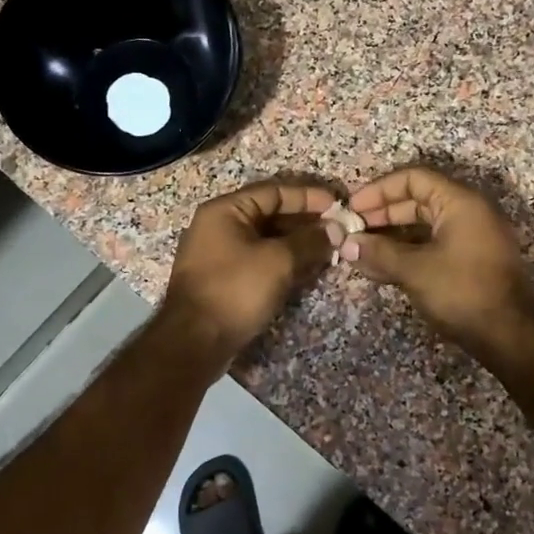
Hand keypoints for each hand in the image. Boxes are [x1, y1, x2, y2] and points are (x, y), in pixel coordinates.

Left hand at [161, 180, 337, 360]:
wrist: (195, 342)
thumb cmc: (236, 290)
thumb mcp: (278, 261)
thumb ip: (309, 241)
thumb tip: (336, 229)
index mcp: (225, 210)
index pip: (274, 191)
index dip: (308, 197)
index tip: (337, 205)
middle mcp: (218, 226)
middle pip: (269, 214)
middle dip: (305, 222)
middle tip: (338, 230)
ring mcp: (219, 255)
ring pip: (266, 240)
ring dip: (297, 244)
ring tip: (330, 250)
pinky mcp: (223, 280)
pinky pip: (259, 261)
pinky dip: (283, 262)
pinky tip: (307, 270)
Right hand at [343, 167, 533, 353]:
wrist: (508, 335)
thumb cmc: (462, 291)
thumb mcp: (415, 270)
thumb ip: (379, 252)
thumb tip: (347, 244)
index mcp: (460, 202)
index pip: (413, 178)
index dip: (378, 189)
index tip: (352, 207)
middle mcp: (468, 212)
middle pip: (417, 200)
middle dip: (381, 214)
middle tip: (352, 229)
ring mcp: (471, 238)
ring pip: (422, 226)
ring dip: (390, 236)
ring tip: (360, 250)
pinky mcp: (469, 261)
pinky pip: (431, 245)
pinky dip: (406, 252)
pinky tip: (379, 267)